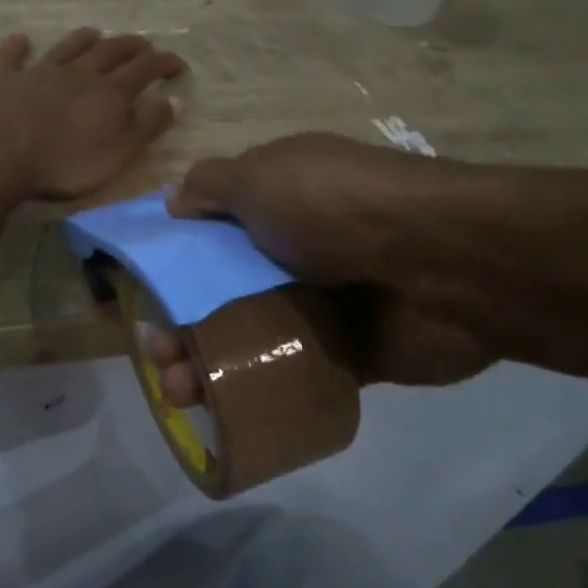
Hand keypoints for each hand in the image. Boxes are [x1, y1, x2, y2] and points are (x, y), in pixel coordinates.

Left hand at [0, 28, 186, 200]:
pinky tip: (20, 39)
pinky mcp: (2, 80)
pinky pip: (10, 57)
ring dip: (83, 39)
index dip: (164, 63)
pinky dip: (16, 46)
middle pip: (110, 51)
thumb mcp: (117, 154)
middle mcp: (76, 73)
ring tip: (96, 32)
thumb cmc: (63, 164)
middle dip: (131, 46)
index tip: (178, 63)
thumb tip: (174, 100)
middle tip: (144, 45)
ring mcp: (37, 72)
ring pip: (66, 47)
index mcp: (108, 92)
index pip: (145, 69)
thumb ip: (146, 127)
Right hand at [150, 132, 498, 402]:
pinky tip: (224, 411)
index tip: (144, 293)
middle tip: (158, 357)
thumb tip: (173, 200)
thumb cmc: (335, 208)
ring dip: (210, 364)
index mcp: (278, 201)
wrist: (443, 264)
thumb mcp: (260, 176)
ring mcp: (324, 303)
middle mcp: (297, 249)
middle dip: (182, 324)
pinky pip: (292, 372)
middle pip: (224, 291)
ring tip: (179, 393)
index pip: (212, 232)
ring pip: (252, 337)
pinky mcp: (350, 353)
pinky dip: (258, 390)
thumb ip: (211, 187)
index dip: (175, 262)